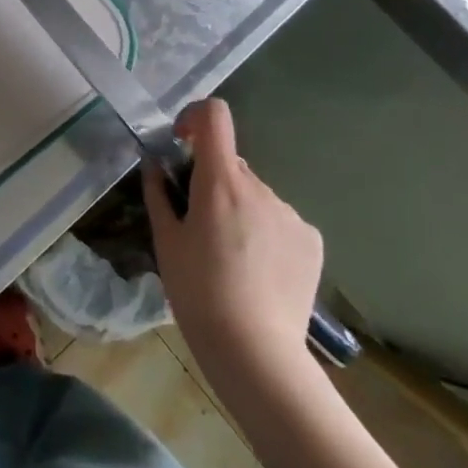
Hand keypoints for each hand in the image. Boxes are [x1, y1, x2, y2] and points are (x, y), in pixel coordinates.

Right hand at [144, 98, 323, 390]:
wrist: (255, 352)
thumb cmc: (198, 292)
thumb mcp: (166, 241)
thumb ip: (158, 193)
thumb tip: (154, 163)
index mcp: (221, 181)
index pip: (215, 116)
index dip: (196, 118)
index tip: (183, 144)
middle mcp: (260, 187)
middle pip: (231, 165)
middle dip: (213, 181)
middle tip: (200, 224)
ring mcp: (290, 213)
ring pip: (255, 195)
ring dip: (240, 209)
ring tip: (231, 258)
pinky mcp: (312, 240)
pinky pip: (280, 220)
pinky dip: (266, 232)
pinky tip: (259, 272)